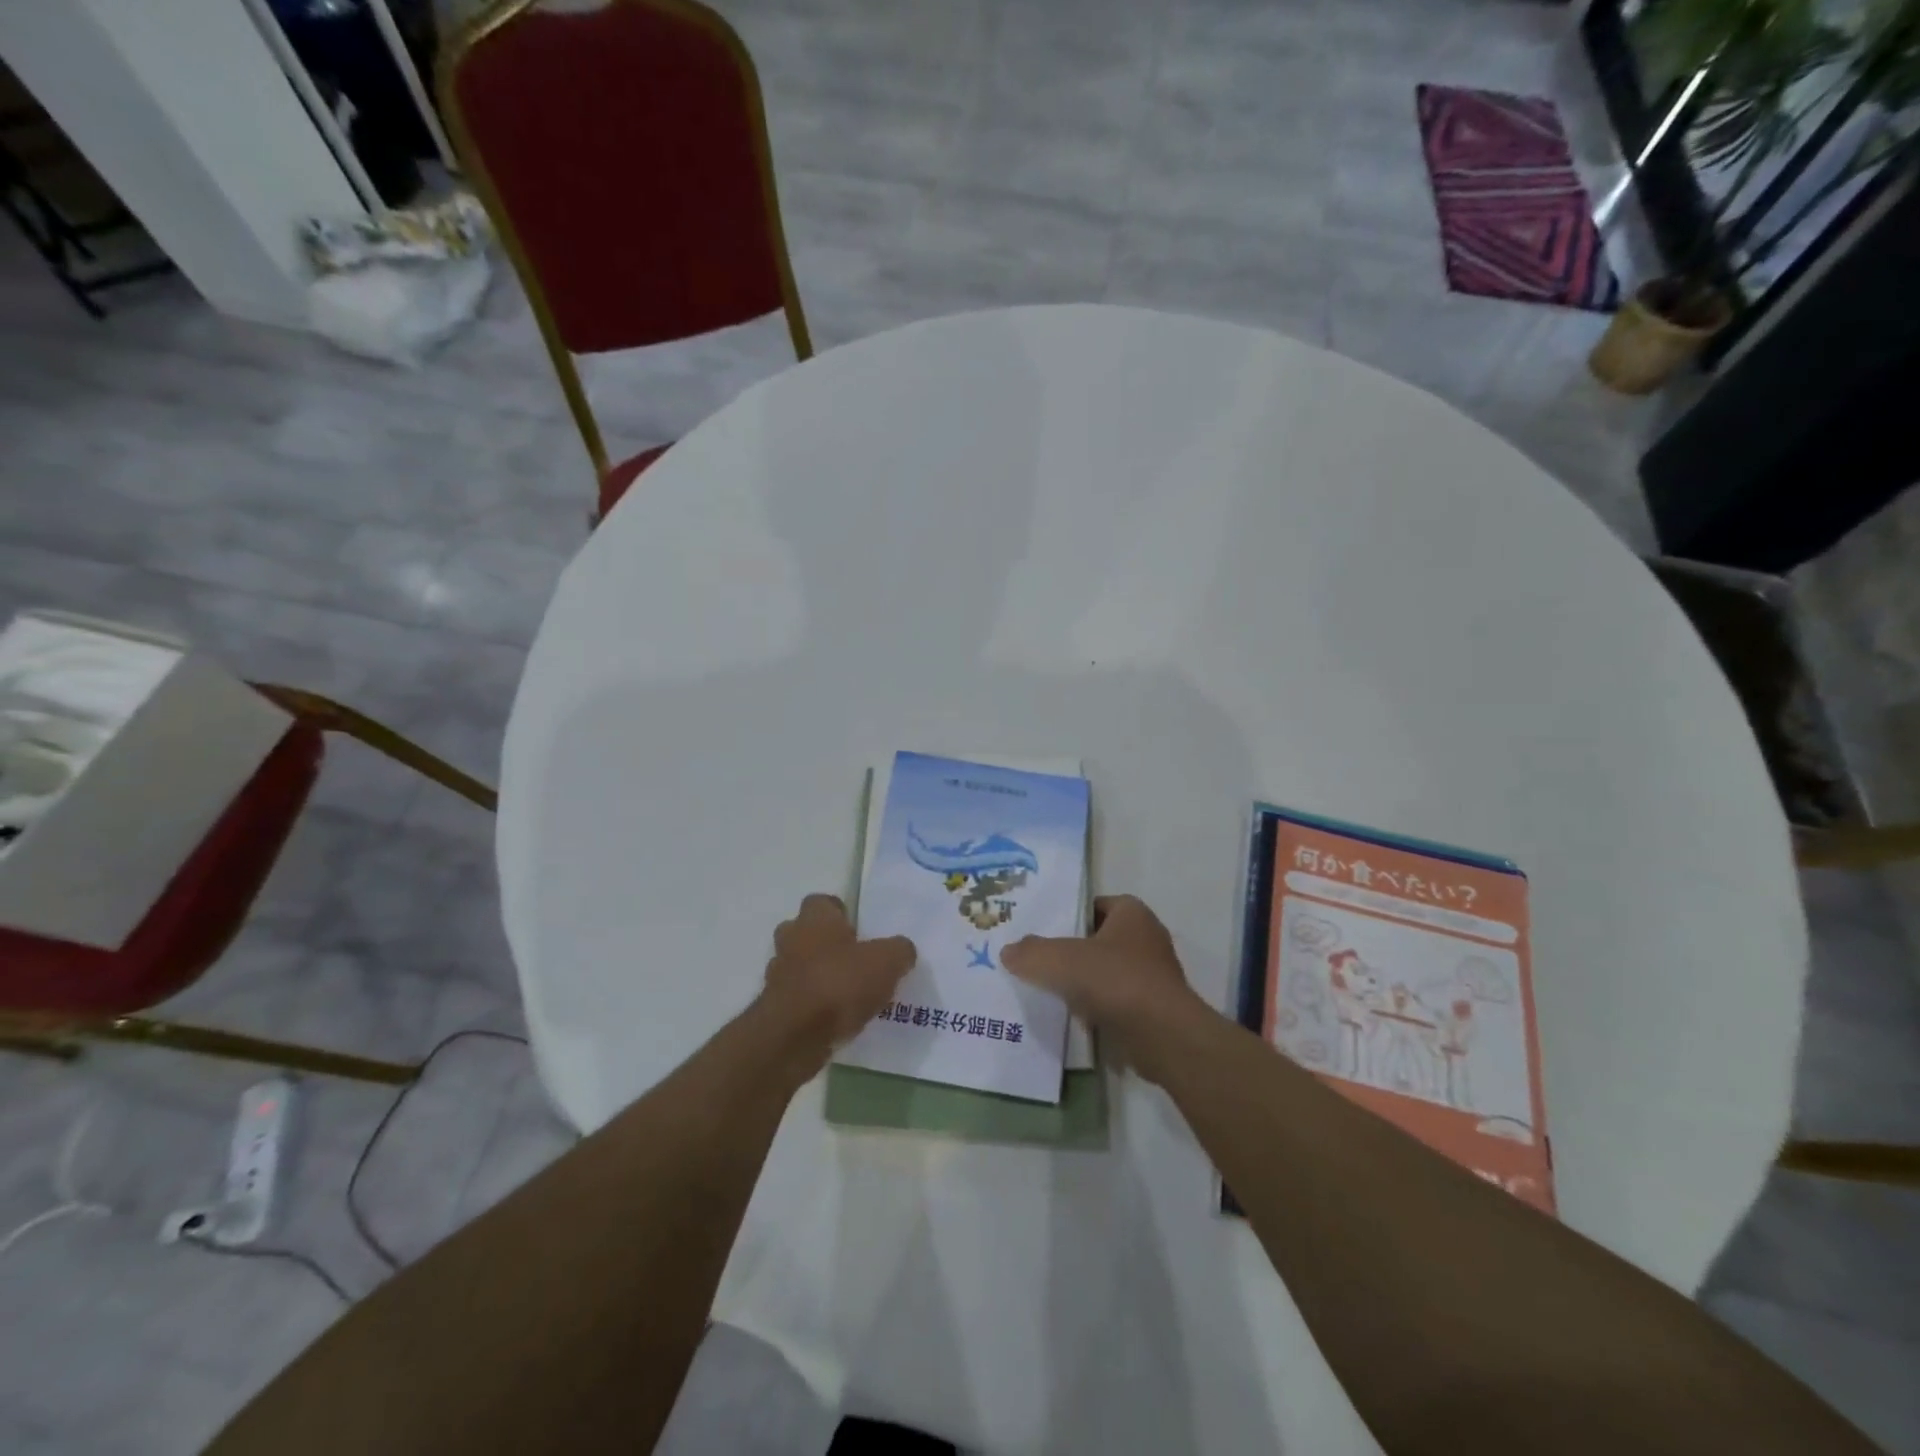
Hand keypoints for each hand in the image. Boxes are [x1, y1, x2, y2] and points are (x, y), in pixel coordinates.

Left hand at [759, 895, 914, 1075]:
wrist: (795, 1036)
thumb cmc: (840, 984)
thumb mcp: (888, 962)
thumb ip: (899, 950)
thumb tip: (902, 950)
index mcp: (815, 919)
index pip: (822, 902)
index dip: (840, 913)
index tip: (859, 930)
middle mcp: (791, 940)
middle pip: (806, 933)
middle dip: (827, 945)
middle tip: (856, 961)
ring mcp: (778, 975)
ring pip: (800, 967)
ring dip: (819, 976)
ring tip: (851, 995)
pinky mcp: (775, 1008)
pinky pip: (798, 998)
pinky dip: (814, 1005)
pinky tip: (837, 1019)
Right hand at [1001, 896, 1209, 1082]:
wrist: (1163, 1037)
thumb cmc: (1115, 981)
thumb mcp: (1061, 960)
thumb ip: (1032, 953)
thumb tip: (1008, 952)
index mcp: (1132, 913)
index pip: (1094, 905)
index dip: (1069, 915)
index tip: (1042, 930)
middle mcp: (1147, 938)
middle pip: (1099, 939)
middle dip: (1072, 950)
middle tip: (1039, 959)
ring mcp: (1154, 975)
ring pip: (1107, 972)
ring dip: (1084, 981)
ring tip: (1049, 989)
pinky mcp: (1154, 1008)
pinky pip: (1117, 1000)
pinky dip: (1097, 1007)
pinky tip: (1072, 1017)